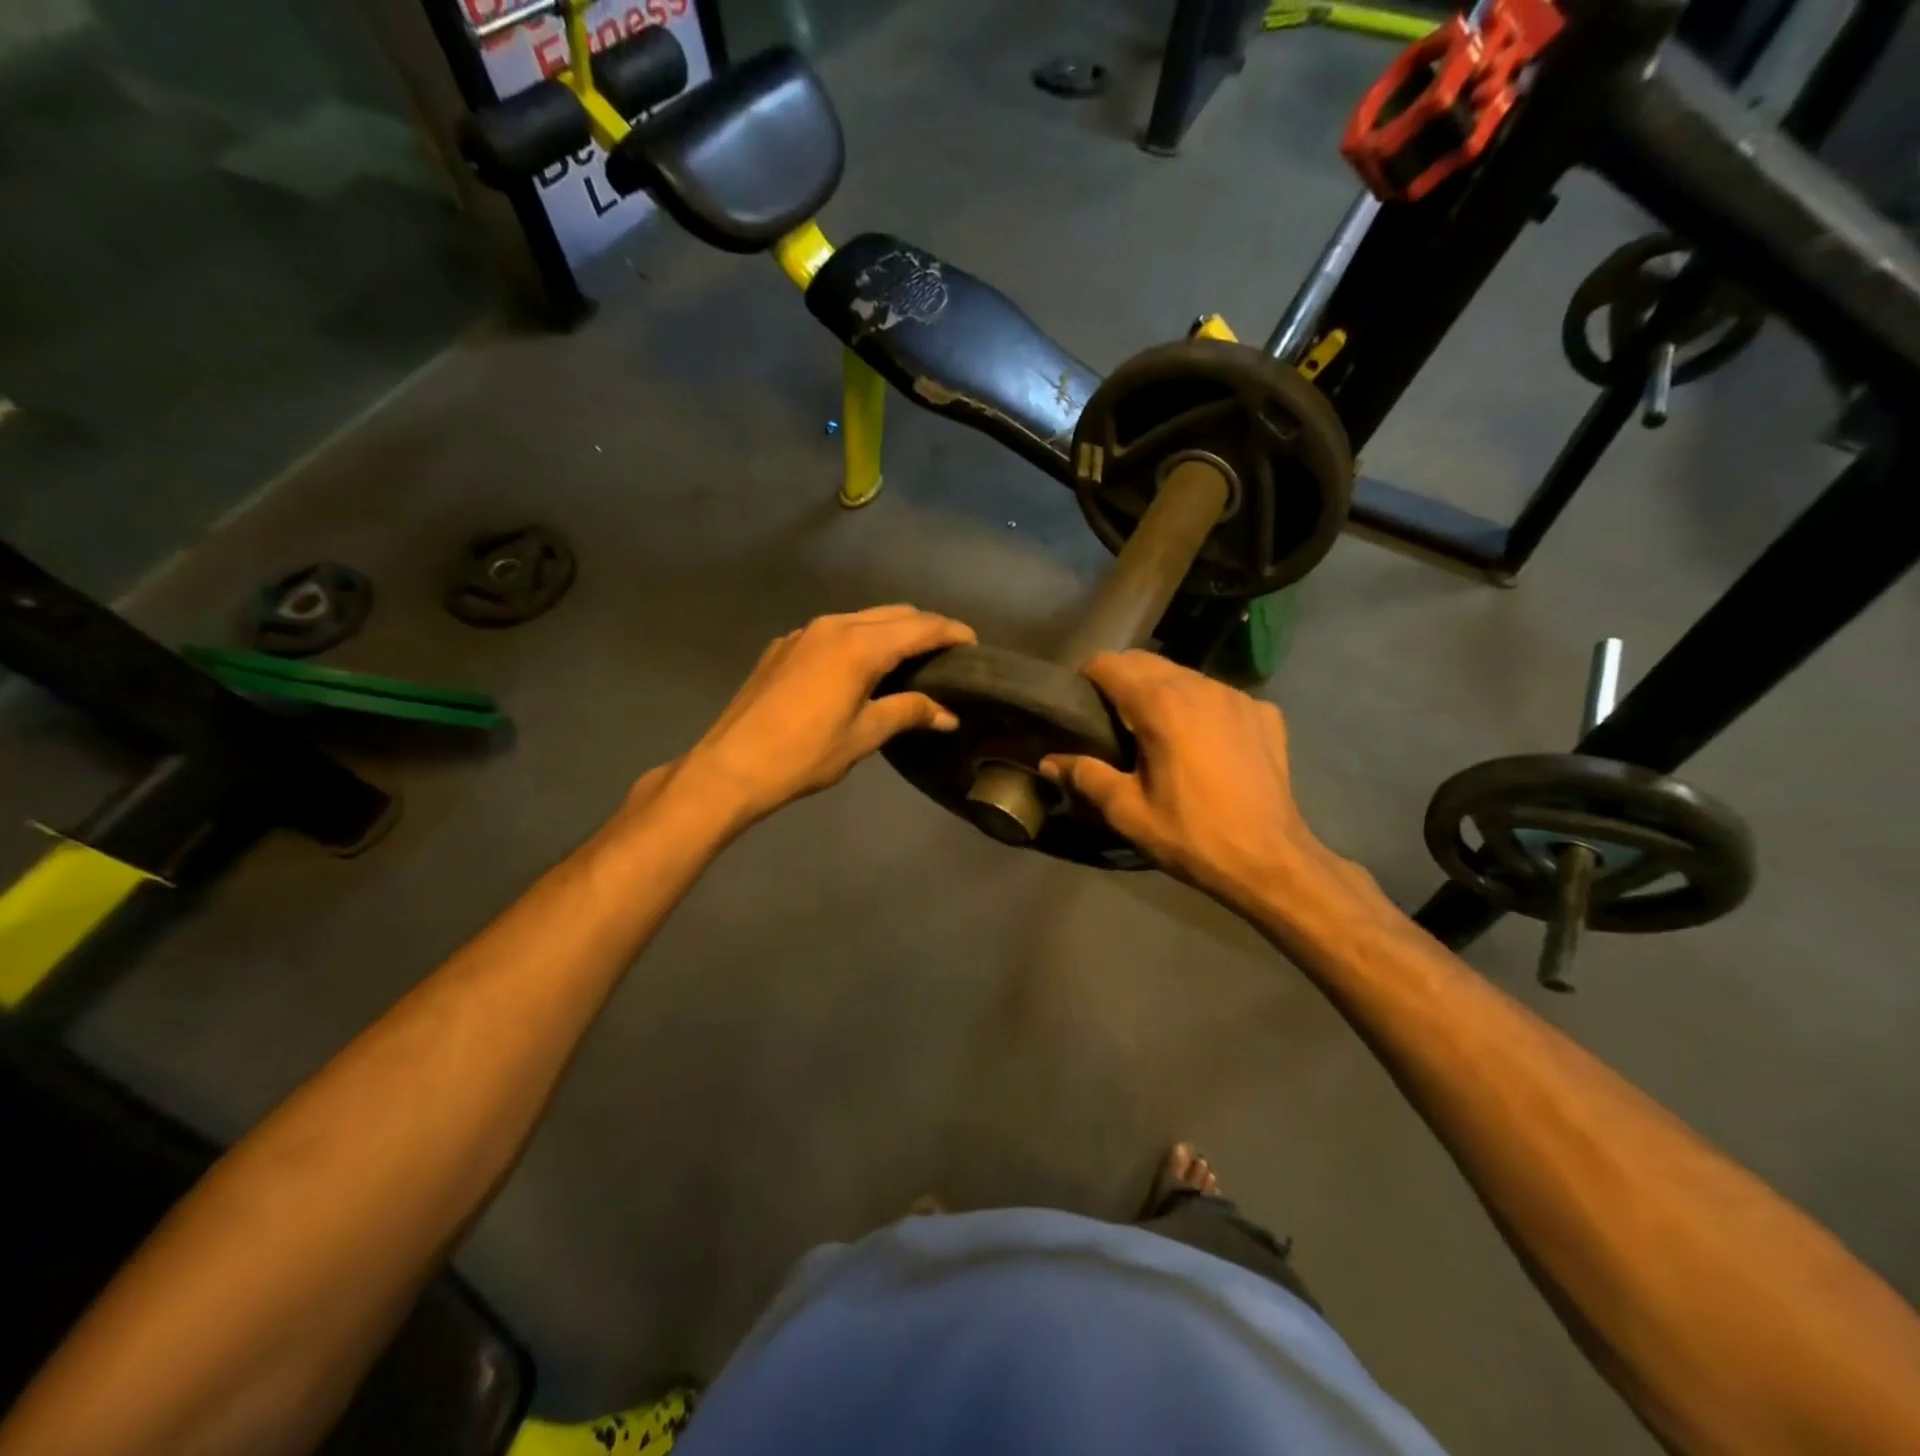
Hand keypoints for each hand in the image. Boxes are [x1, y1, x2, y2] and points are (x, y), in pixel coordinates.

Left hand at [673, 605, 975, 826]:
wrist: (732, 765)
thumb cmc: (805, 754)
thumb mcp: (864, 735)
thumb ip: (909, 712)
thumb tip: (948, 714)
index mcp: (860, 646)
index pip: (920, 627)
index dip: (951, 632)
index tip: (974, 644)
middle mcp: (833, 626)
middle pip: (894, 614)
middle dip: (925, 628)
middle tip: (946, 654)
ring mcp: (804, 632)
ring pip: (863, 618)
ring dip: (892, 631)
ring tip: (910, 659)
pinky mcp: (784, 646)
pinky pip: (834, 631)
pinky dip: (860, 639)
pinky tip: (861, 667)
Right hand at [1039, 651, 1339, 906]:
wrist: (1271, 862)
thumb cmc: (1192, 836)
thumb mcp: (1128, 812)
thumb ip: (1085, 776)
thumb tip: (1049, 761)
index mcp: (1161, 705)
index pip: (1109, 664)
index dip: (1087, 680)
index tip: (1081, 708)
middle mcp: (1200, 686)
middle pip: (1146, 662)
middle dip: (1122, 682)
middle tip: (1112, 723)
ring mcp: (1238, 697)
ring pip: (1185, 676)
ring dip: (1162, 692)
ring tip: (1157, 732)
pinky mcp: (1265, 714)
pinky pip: (1220, 696)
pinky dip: (1202, 709)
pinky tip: (1204, 745)